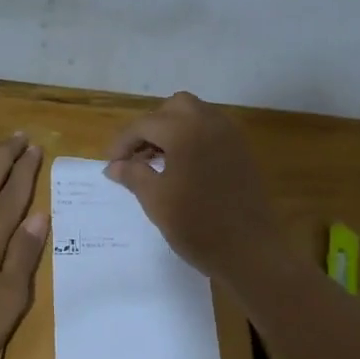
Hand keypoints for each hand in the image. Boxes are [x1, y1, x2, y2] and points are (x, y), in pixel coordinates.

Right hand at [105, 92, 282, 282]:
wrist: (249, 251)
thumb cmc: (196, 225)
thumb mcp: (155, 200)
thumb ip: (133, 175)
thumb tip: (114, 166)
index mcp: (185, 130)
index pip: (145, 124)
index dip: (123, 143)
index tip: (110, 164)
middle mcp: (211, 123)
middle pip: (174, 108)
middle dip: (151, 126)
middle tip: (136, 155)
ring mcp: (231, 137)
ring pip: (196, 116)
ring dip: (172, 131)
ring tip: (156, 162)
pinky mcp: (243, 153)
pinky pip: (212, 133)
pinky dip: (192, 140)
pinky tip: (182, 168)